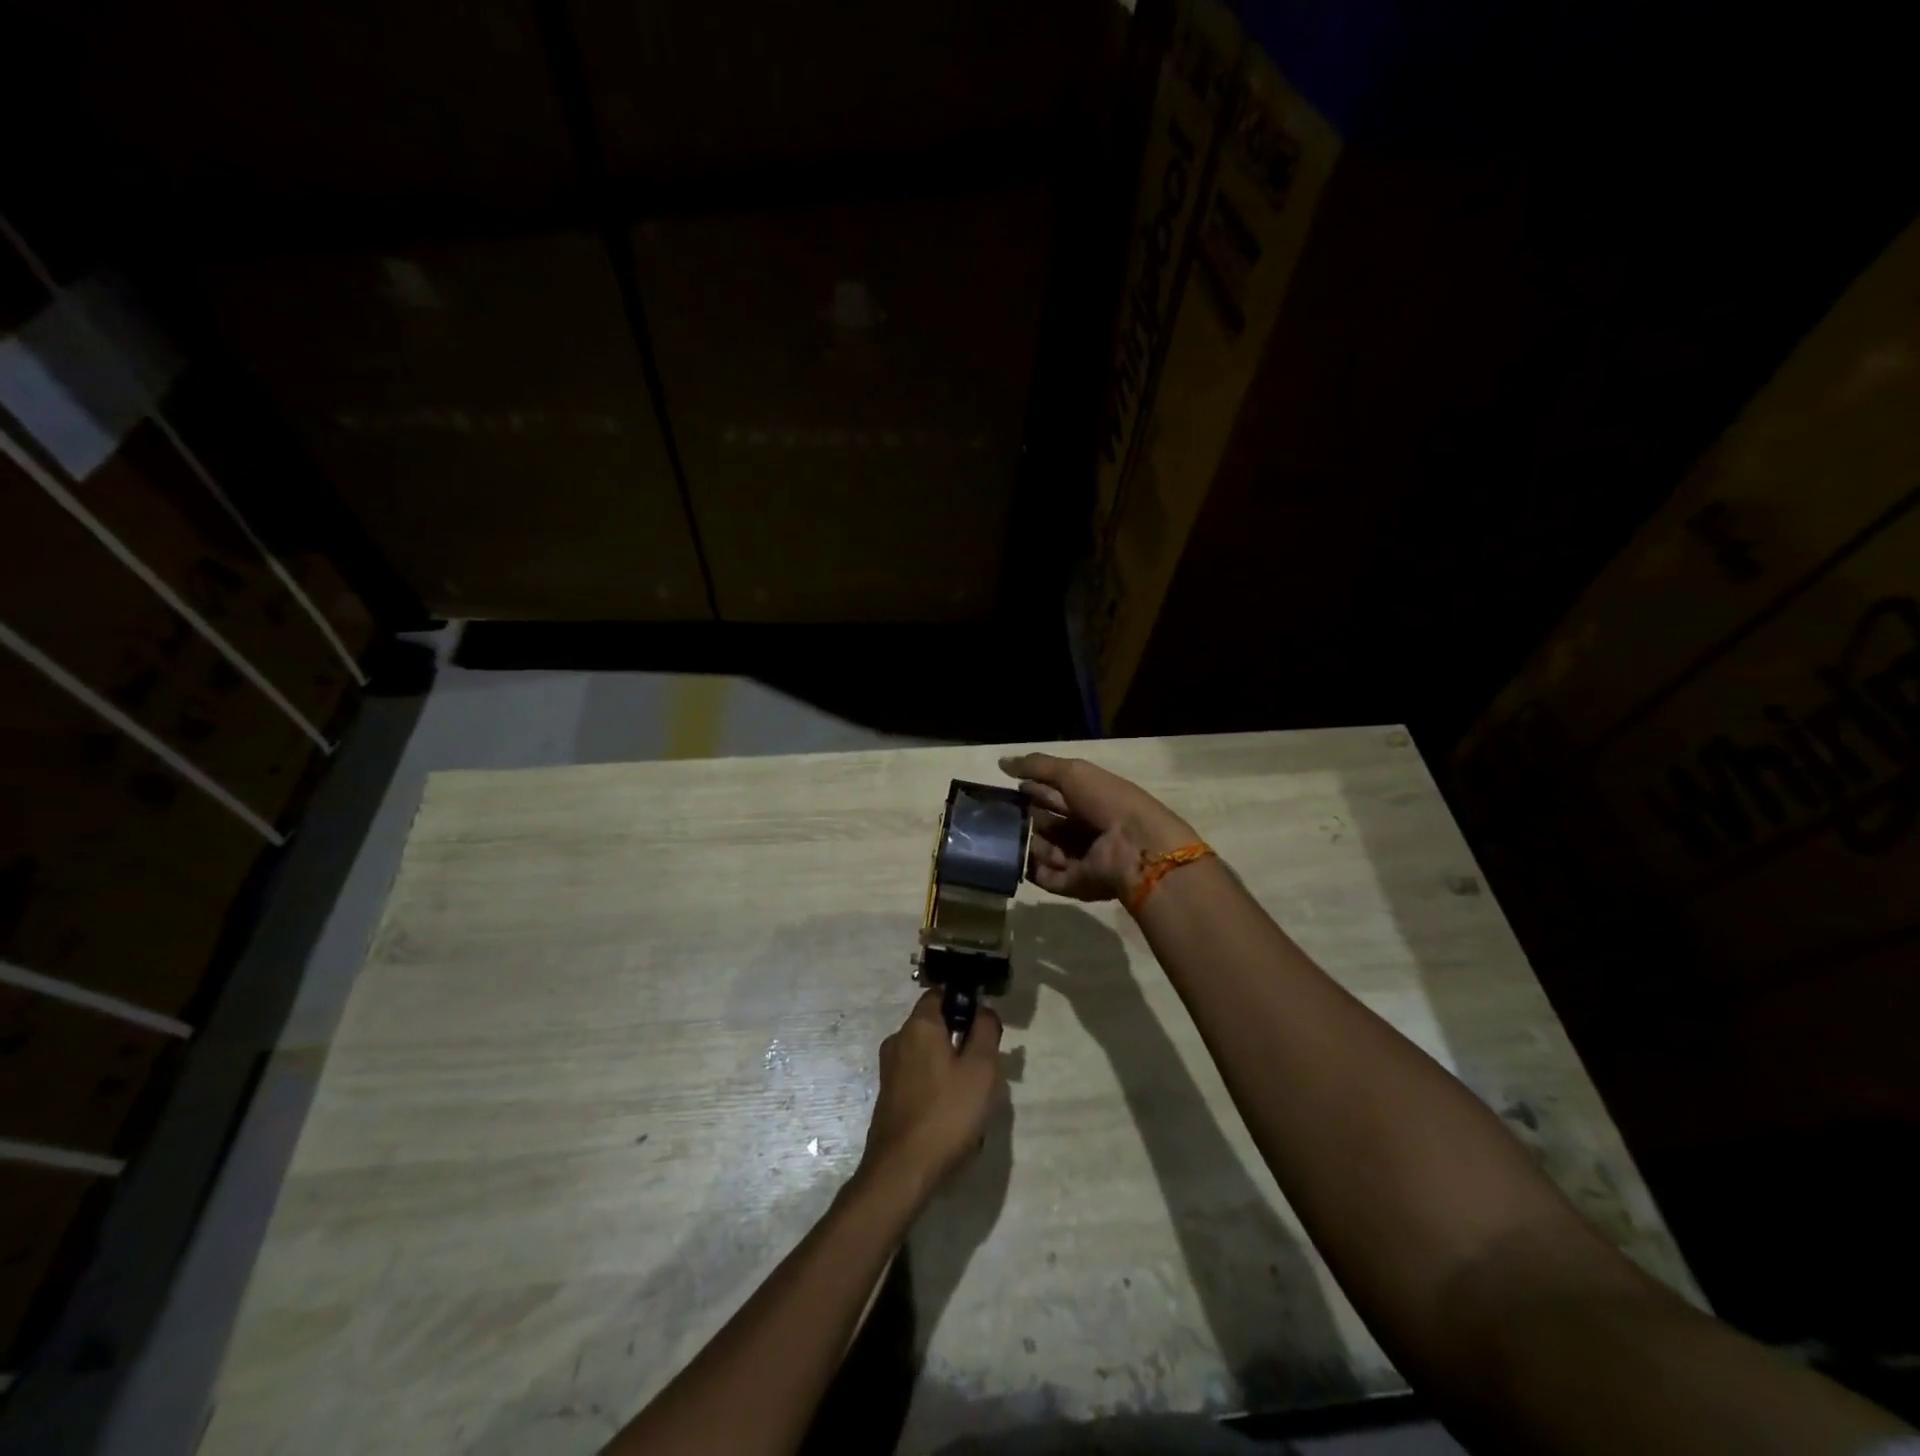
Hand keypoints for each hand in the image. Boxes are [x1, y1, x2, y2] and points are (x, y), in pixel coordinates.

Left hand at [857, 991, 1004, 1203]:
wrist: (902, 1170)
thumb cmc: (947, 1112)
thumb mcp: (981, 1068)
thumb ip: (986, 1030)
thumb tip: (983, 1010)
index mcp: (918, 1025)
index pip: (940, 994)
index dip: (965, 1002)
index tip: (986, 1025)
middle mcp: (898, 1039)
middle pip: (936, 1023)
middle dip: (962, 1037)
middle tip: (986, 1065)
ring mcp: (890, 1068)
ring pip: (929, 1052)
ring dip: (952, 1064)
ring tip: (973, 1094)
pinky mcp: (889, 1094)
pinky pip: (920, 1075)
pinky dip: (938, 1083)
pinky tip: (953, 1111)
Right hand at [1000, 753, 1196, 903]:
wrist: (1136, 847)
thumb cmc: (1107, 801)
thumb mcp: (1072, 772)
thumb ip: (1036, 766)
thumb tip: (1001, 762)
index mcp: (1090, 799)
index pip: (1054, 794)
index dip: (1031, 789)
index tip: (1006, 788)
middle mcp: (1086, 828)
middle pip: (1048, 823)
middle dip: (1024, 818)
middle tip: (998, 815)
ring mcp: (1082, 857)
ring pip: (1044, 850)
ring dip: (1026, 843)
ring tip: (1004, 837)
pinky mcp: (1077, 883)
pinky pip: (1047, 877)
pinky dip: (1031, 869)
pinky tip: (1013, 860)